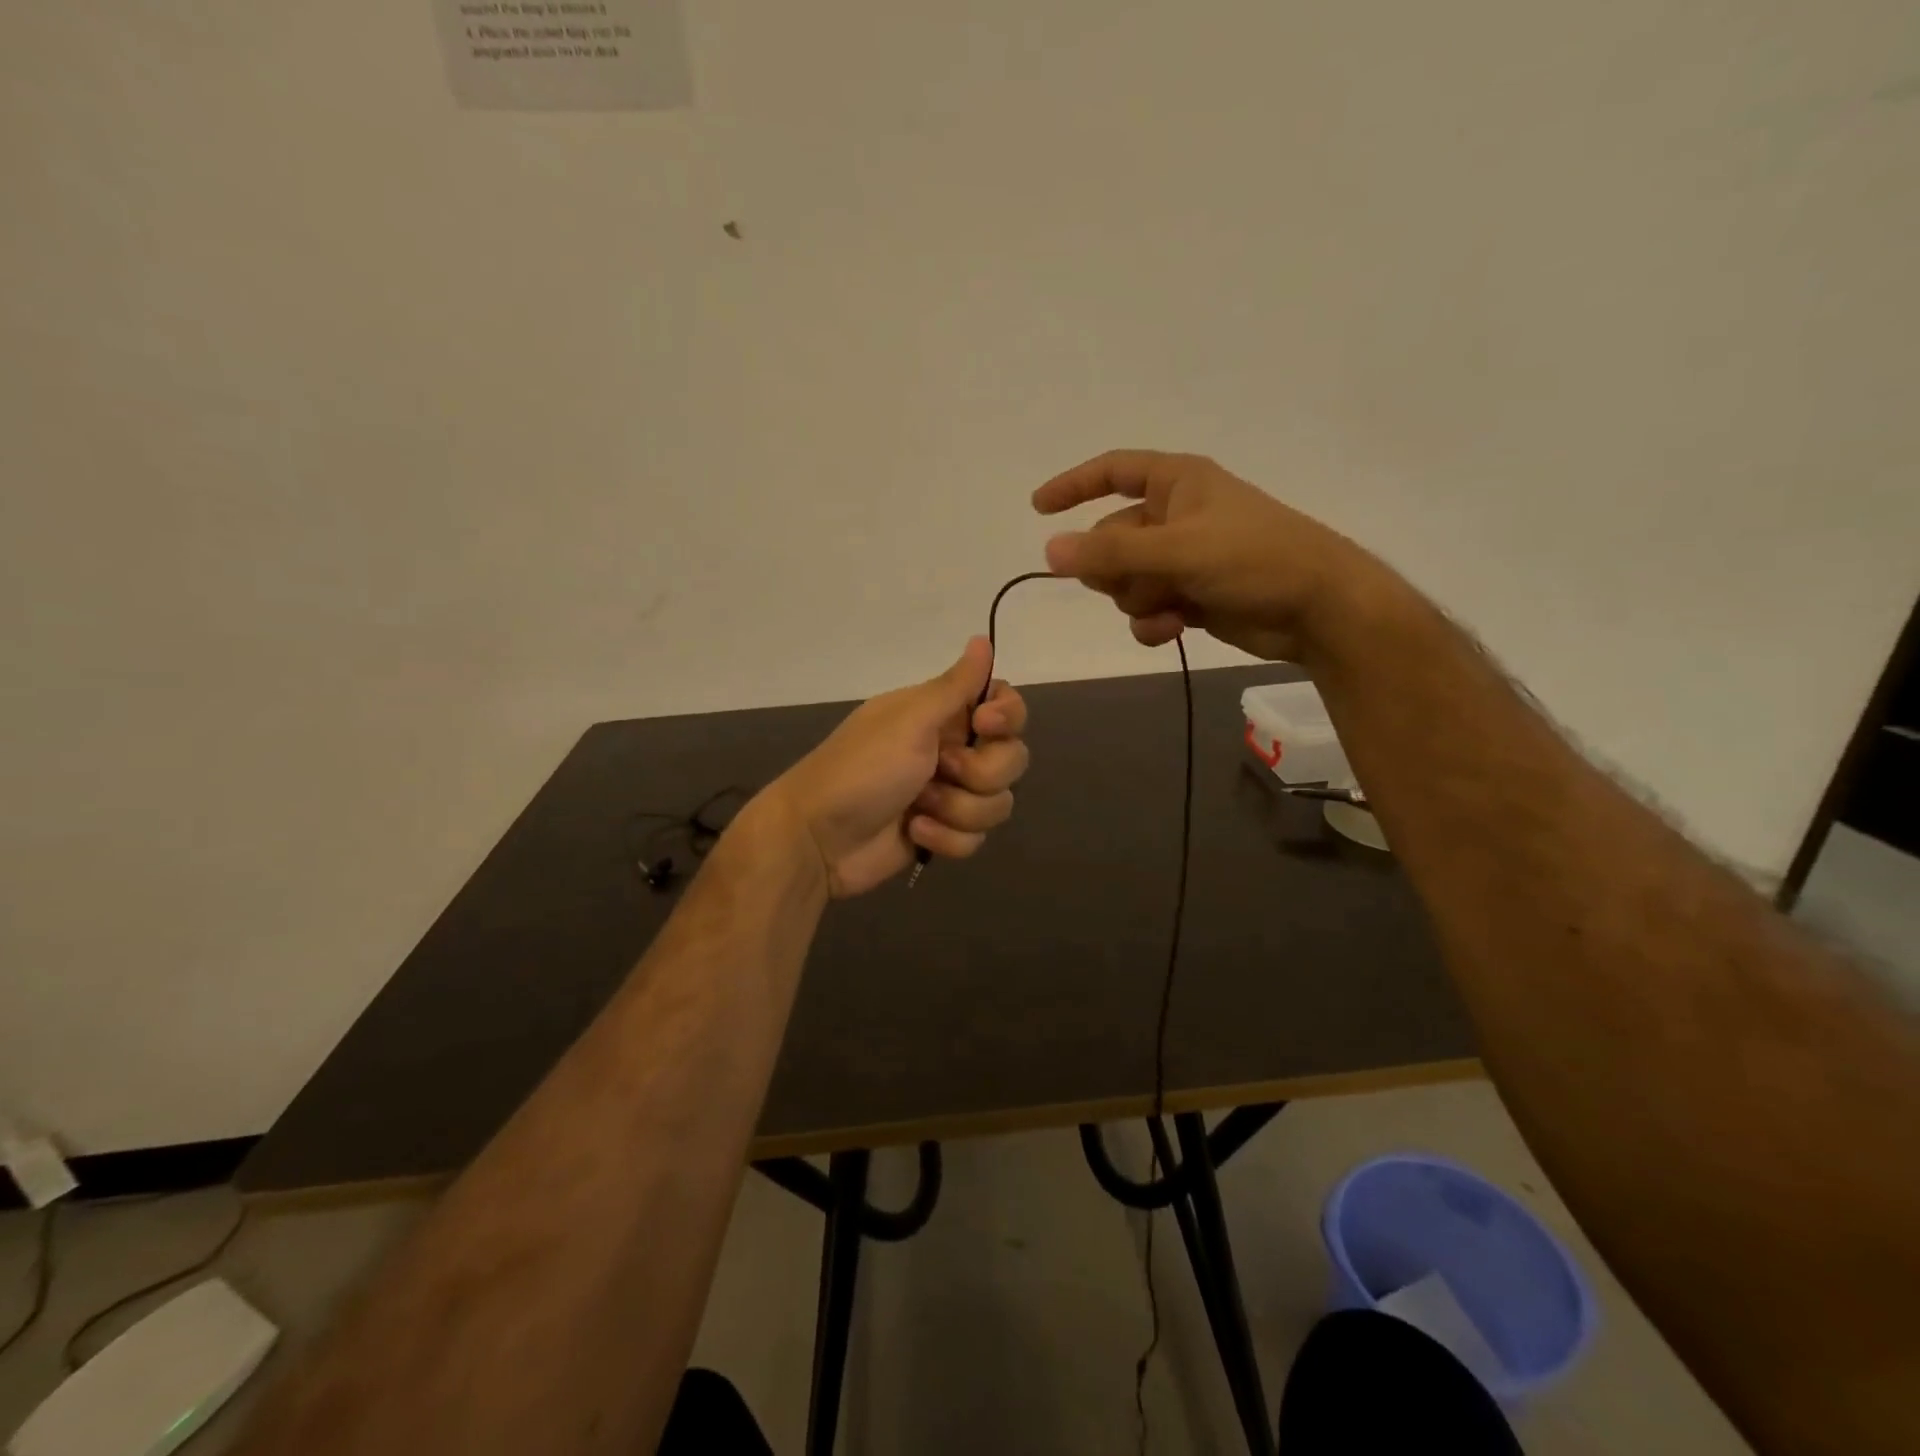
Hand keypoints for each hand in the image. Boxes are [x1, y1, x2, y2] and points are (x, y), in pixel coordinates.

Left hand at [769, 638, 1029, 898]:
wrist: (818, 838)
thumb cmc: (862, 769)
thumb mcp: (910, 720)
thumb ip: (955, 684)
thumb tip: (983, 638)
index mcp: (942, 714)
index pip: (1004, 705)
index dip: (1007, 717)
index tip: (985, 725)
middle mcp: (951, 749)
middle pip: (1011, 758)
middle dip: (982, 772)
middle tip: (942, 770)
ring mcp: (949, 794)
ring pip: (997, 803)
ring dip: (959, 809)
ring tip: (920, 808)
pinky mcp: (944, 832)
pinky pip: (976, 837)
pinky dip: (946, 838)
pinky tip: (914, 833)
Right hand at [1033, 450, 1390, 663]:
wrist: (1317, 609)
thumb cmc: (1255, 559)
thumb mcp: (1179, 549)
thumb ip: (1112, 552)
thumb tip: (1048, 551)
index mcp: (1177, 483)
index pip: (1113, 471)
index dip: (1074, 485)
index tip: (1039, 509)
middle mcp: (1176, 516)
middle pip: (1110, 539)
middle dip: (1115, 569)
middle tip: (1138, 581)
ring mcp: (1183, 558)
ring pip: (1125, 580)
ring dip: (1137, 599)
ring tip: (1169, 607)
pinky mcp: (1191, 595)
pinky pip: (1147, 608)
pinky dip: (1153, 622)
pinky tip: (1173, 630)